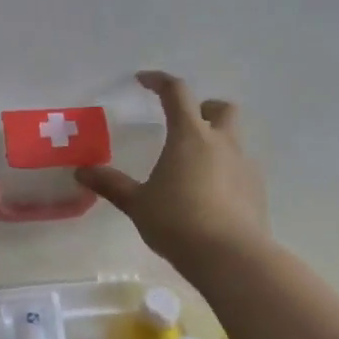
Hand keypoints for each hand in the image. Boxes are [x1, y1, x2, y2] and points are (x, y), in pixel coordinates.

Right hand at [76, 71, 269, 268]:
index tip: (144, 81)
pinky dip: (225, 171)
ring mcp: (245, 166)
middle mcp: (222, 143)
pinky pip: (240, 169)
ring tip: (192, 168)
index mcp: (190, 135)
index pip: (176, 93)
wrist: (231, 257)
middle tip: (182, 125)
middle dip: (203, 108)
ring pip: (234, 139)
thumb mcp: (137, 204)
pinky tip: (209, 196)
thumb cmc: (178, 221)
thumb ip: (111, 185)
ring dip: (215, 142)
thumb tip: (82, 172)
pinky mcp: (257, 191)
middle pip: (221, 108)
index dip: (160, 82)